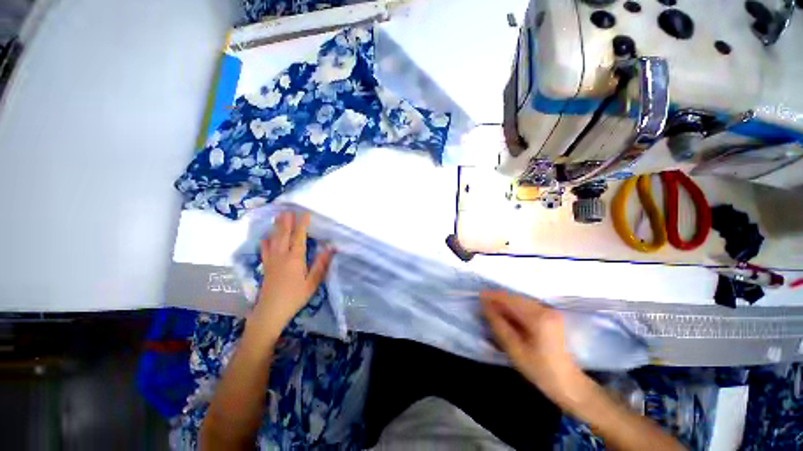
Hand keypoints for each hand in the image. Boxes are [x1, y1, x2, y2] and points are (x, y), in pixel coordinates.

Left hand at [248, 212, 332, 340]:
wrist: (270, 311)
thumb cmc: (295, 297)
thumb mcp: (312, 283)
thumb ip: (320, 265)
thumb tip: (330, 249)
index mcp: (295, 258)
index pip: (299, 237)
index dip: (302, 224)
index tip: (305, 214)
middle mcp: (282, 256)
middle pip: (284, 235)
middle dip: (286, 222)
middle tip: (287, 210)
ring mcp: (271, 260)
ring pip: (273, 240)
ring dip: (276, 227)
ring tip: (277, 217)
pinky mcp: (265, 267)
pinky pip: (264, 250)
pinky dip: (265, 242)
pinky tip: (265, 238)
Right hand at [481, 291, 594, 410]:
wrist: (568, 384)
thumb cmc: (540, 370)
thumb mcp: (514, 349)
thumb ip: (499, 325)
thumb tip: (486, 306)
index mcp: (538, 318)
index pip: (511, 300)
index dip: (493, 296)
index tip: (479, 296)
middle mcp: (545, 310)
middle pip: (516, 298)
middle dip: (499, 298)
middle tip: (483, 303)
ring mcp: (550, 312)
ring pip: (521, 300)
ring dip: (506, 302)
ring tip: (492, 308)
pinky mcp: (551, 316)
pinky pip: (527, 306)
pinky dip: (514, 307)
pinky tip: (507, 313)